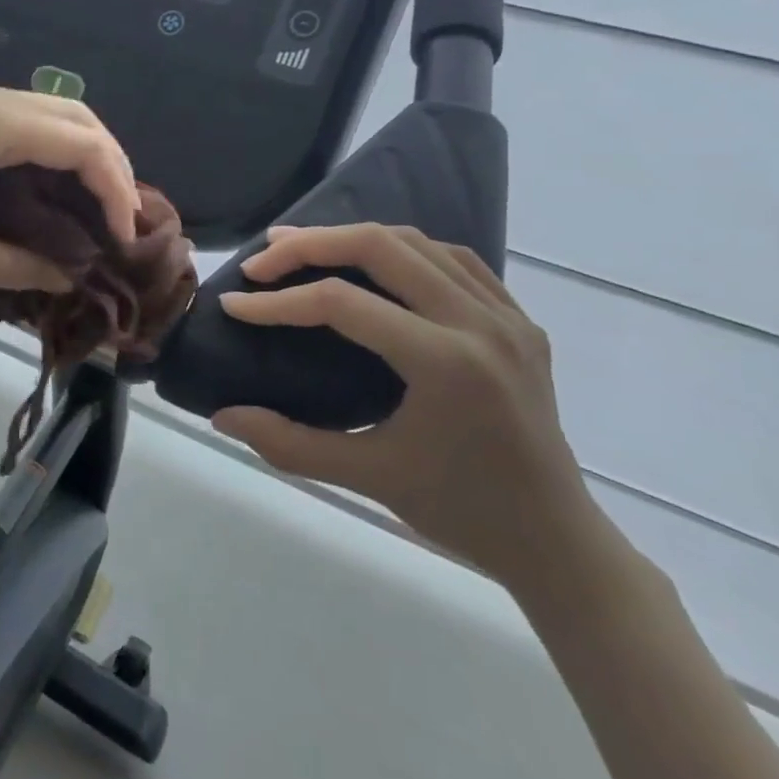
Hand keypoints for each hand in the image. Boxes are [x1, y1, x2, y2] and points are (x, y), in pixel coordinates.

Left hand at [0, 81, 139, 290]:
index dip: (114, 187)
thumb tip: (71, 278)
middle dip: (106, 158)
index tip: (124, 233)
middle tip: (119, 209)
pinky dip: (37, 140)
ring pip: (39, 107)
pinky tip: (36, 176)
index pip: (81, 143)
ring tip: (89, 195)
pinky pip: (7, 112)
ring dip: (72, 146)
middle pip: (70, 112)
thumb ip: (26, 268)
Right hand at [211, 224, 597, 588]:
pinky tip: (372, 264)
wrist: (557, 540)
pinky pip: (453, 259)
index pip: (343, 303)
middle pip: (381, 246)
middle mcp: (480, 323)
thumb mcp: (367, 477)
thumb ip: (287, 443)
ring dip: (351, 237)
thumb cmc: (460, 510)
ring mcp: (506, 316)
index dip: (278, 301)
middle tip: (260, 260)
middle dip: (310, 244)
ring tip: (301, 248)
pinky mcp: (518, 320)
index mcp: (446, 363)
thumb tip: (220, 417)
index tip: (233, 305)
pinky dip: (401, 250)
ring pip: (416, 242)